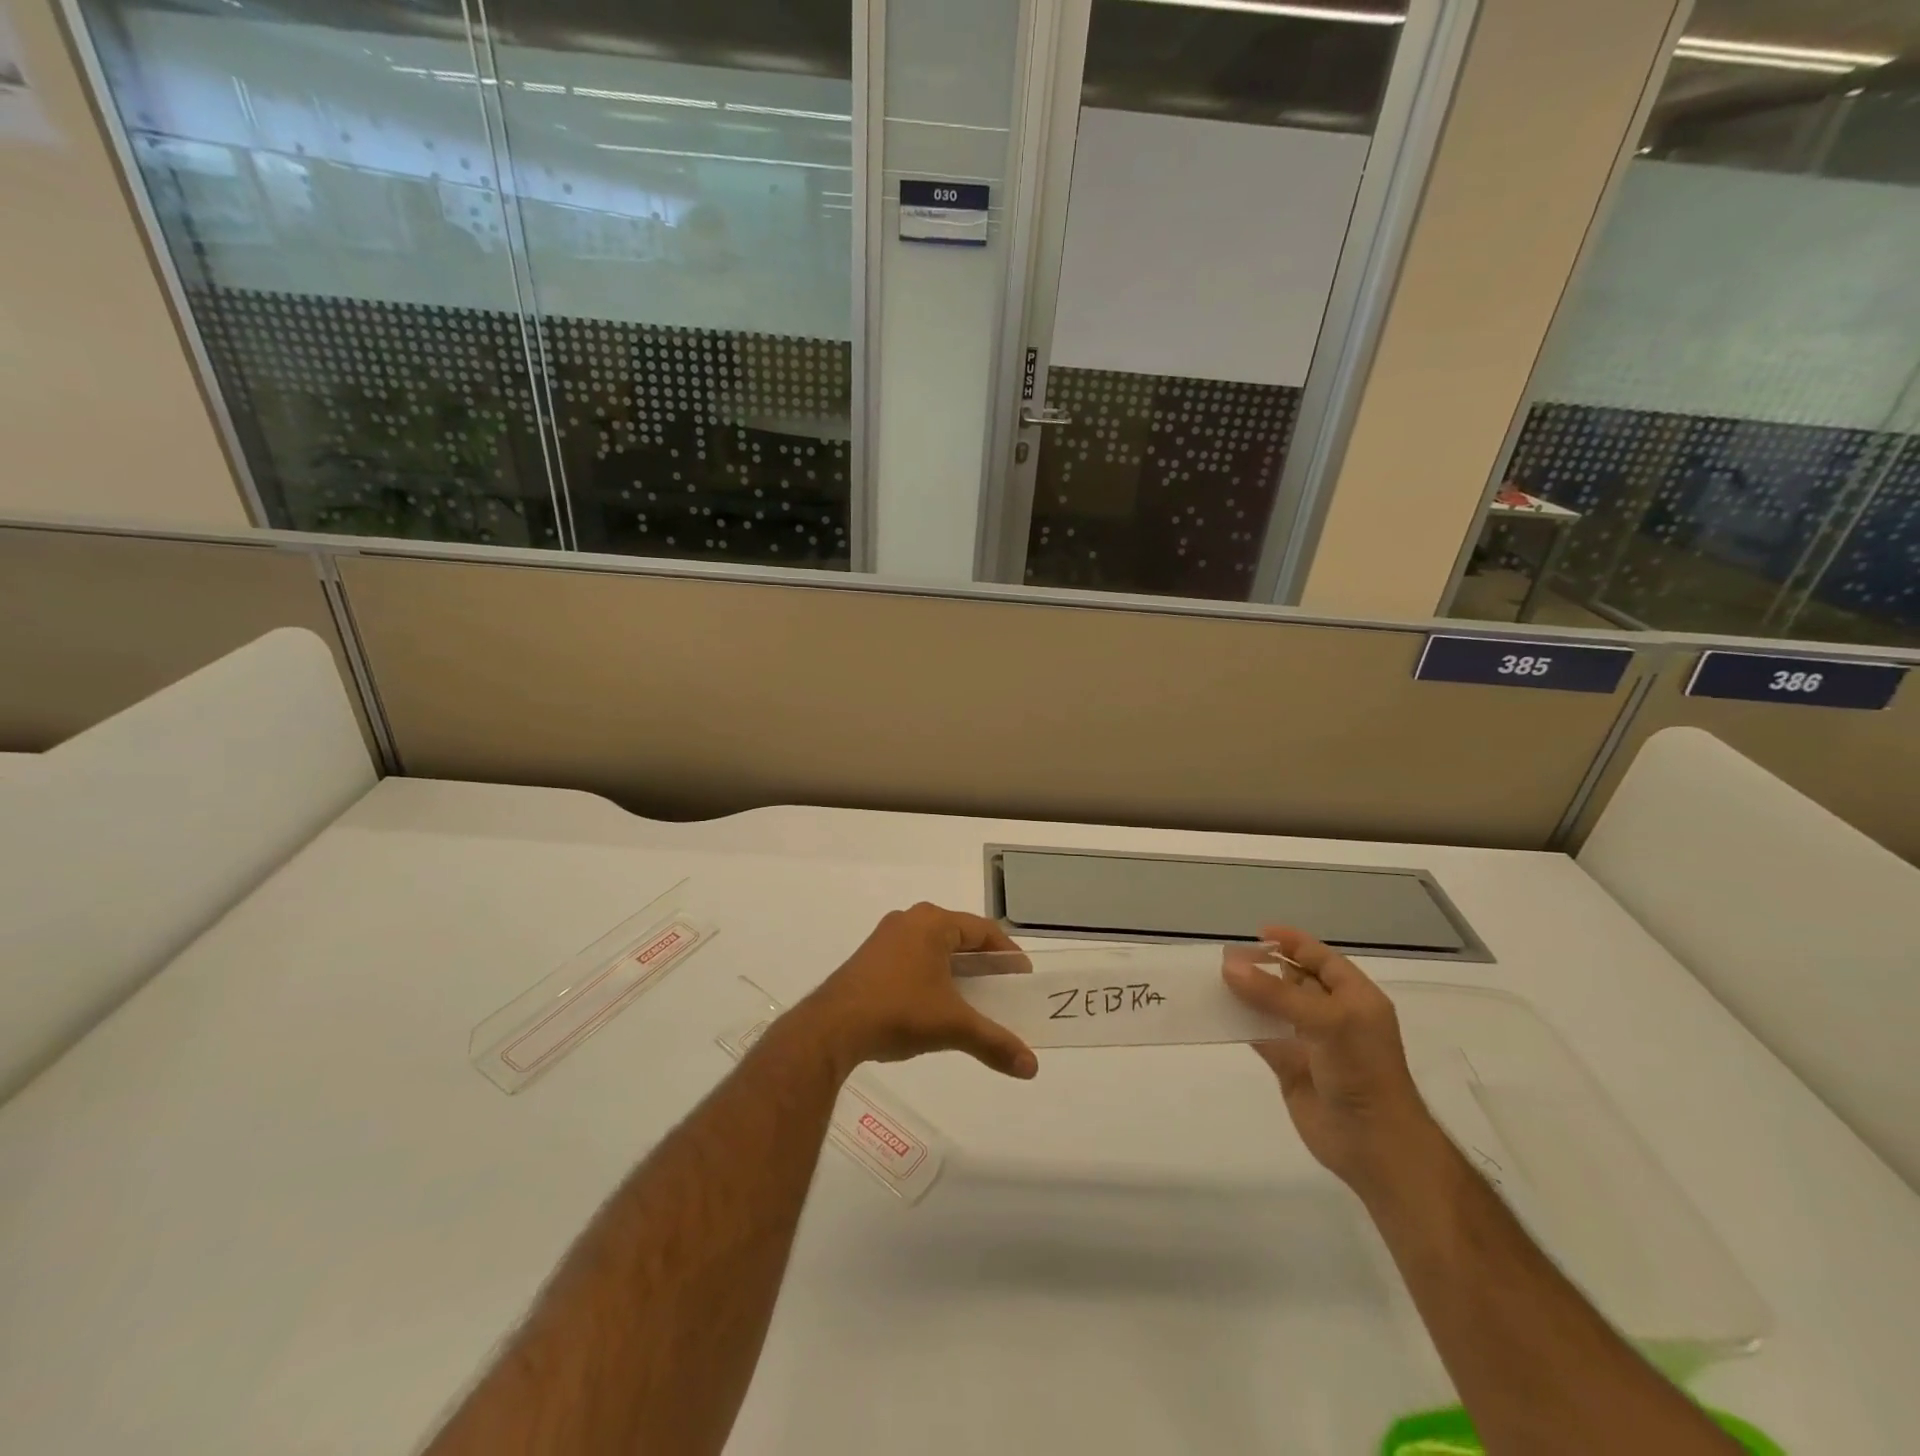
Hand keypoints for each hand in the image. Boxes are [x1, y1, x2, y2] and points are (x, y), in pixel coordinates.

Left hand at [800, 903, 1038, 1080]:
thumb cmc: (899, 1012)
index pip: (983, 930)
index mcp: (932, 923)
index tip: (1022, 978)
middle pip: (958, 936)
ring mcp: (885, 938)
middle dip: (982, 962)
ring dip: (956, 970)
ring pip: (934, 947)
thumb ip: (995, 1042)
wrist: (831, 1028)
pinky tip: (935, 1004)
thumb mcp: (953, 1026)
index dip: (1007, 954)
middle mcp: (909, 920)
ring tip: (973, 998)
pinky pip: (912, 958)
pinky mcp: (869, 958)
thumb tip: (1032, 1068)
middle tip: (1002, 988)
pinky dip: (931, 975)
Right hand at [1223, 926, 1444, 1202]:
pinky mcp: (1289, 1065)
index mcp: (1354, 998)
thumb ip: (1275, 993)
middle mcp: (1332, 1015)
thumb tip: (1228, 965)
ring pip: (1272, 1007)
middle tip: (1224, 957)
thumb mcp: (1325, 1022)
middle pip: (1292, 980)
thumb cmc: (1361, 1071)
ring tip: (1213, 978)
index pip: (1321, 958)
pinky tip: (1216, 1011)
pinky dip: (1240, 1023)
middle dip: (1262, 967)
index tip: (1257, 933)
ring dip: (1247, 994)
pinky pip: (1260, 1035)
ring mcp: (1310, 1041)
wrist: (1373, 1144)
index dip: (1292, 943)